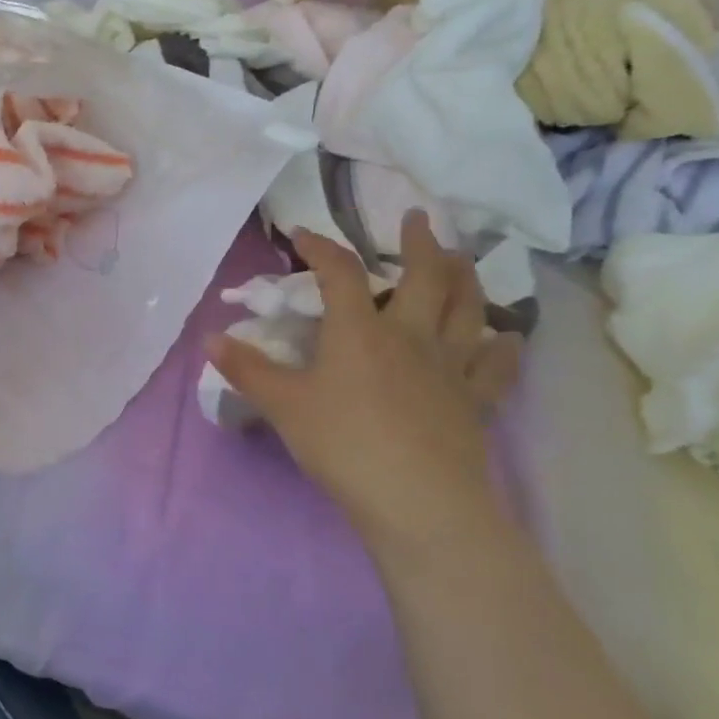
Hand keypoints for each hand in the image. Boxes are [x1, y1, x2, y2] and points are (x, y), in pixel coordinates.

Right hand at [208, 216, 522, 550]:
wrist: (415, 500)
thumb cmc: (342, 444)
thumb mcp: (283, 406)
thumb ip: (246, 370)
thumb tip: (210, 338)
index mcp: (360, 332)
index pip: (340, 273)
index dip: (321, 247)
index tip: (302, 234)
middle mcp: (410, 336)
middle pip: (425, 276)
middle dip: (419, 243)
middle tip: (418, 219)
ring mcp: (450, 367)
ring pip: (468, 309)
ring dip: (465, 278)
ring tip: (462, 259)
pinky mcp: (476, 401)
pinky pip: (496, 366)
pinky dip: (503, 347)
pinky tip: (507, 338)